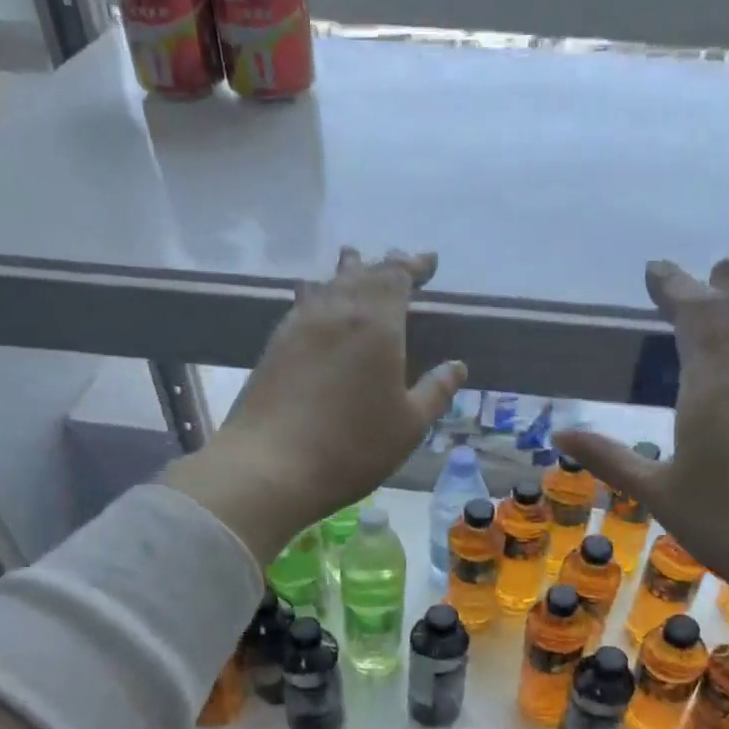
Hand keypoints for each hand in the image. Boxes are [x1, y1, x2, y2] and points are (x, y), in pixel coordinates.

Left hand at [162, 248, 465, 563]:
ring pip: (327, 285)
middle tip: (397, 262)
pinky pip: (303, 304)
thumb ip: (436, 392)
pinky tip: (314, 301)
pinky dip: (318, 295)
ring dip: (346, 273)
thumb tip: (457, 367)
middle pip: (361, 274)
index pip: (396, 277)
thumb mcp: (409, 425)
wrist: (271, 466)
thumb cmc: (352, 446)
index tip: (428, 262)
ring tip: (353, 263)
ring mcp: (299, 326)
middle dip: (383, 266)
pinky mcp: (274, 346)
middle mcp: (336, 312)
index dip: (413, 266)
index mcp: (376, 324)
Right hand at [554, 258, 728, 614]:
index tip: (654, 269)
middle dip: (700, 290)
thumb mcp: (657, 493)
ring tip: (720, 283)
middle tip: (677, 272)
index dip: (674, 290)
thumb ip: (610, 459)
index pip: (694, 319)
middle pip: (728, 316)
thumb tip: (561, 433)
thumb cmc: (725, 523)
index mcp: (712, 388)